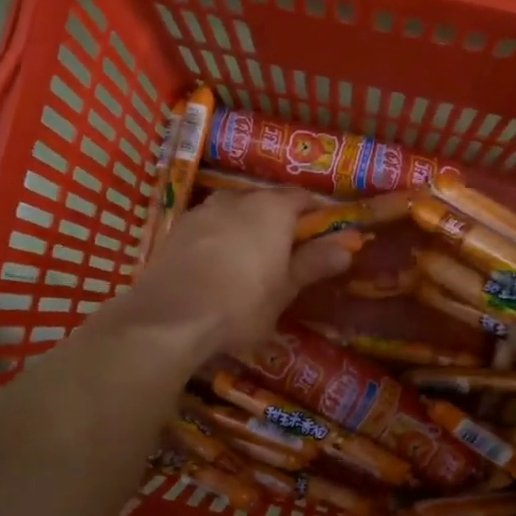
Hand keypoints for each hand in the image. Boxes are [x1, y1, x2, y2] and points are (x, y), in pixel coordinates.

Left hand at [94, 189, 356, 364]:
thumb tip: (346, 247)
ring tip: (249, 260)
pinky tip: (216, 267)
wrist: (169, 318)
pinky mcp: (176, 230)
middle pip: (265, 201)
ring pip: (233, 212)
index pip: (302, 197)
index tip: (321, 235)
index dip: (314, 214)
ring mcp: (202, 212)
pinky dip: (218, 240)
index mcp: (271, 209)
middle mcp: (237, 199)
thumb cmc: (241, 304)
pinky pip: (208, 228)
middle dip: (278, 221)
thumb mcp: (285, 290)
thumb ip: (313, 264)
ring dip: (245, 228)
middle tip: (286, 253)